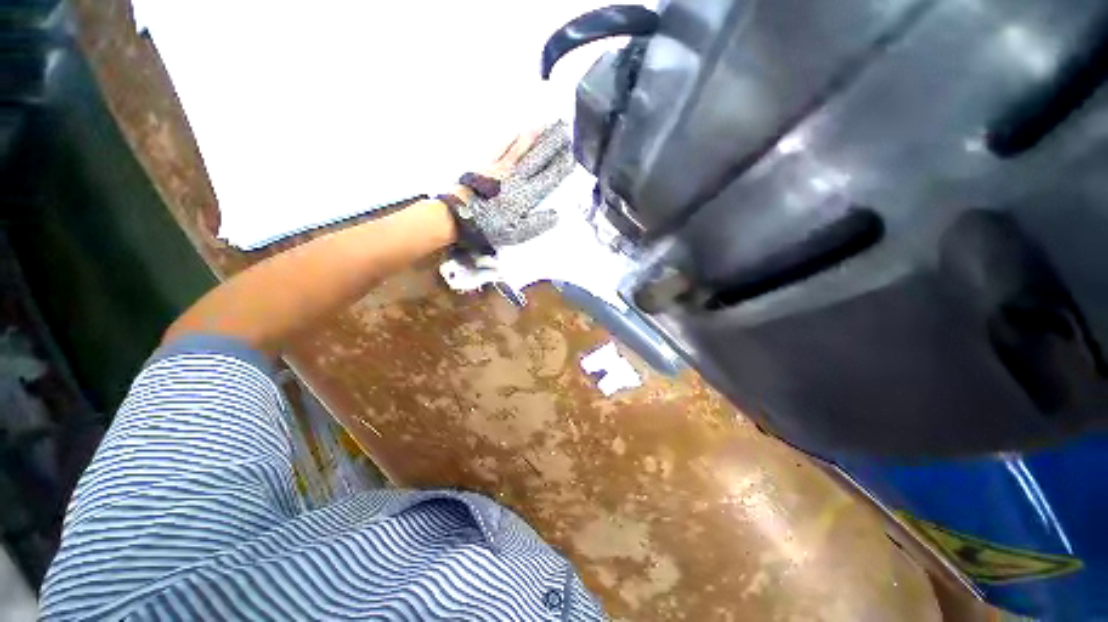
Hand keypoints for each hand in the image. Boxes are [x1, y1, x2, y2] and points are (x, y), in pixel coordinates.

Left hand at [467, 122, 574, 246]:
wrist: (461, 216)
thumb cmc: (489, 227)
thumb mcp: (517, 233)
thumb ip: (537, 223)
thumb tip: (556, 214)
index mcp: (526, 195)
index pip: (549, 178)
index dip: (561, 166)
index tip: (572, 155)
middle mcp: (517, 177)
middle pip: (538, 157)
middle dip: (553, 143)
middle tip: (565, 129)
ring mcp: (502, 169)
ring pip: (523, 148)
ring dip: (536, 136)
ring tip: (547, 123)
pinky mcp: (488, 165)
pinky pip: (501, 148)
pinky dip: (511, 139)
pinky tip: (517, 131)